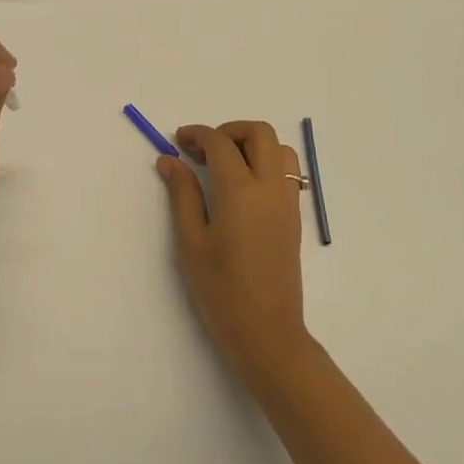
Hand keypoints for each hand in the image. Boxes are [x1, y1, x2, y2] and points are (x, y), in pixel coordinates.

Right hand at [158, 121, 311, 378]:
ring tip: (225, 166)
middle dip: (229, 130)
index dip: (197, 134)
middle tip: (203, 151)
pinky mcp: (294, 216)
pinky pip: (286, 172)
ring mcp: (287, 201)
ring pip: (279, 149)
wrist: (267, 333)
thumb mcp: (191, 241)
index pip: (220, 143)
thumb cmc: (221, 291)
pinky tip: (242, 187)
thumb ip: (182, 194)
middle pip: (260, 133)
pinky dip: (266, 162)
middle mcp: (269, 188)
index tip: (178, 141)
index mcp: (240, 191)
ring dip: (252, 144)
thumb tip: (169, 160)